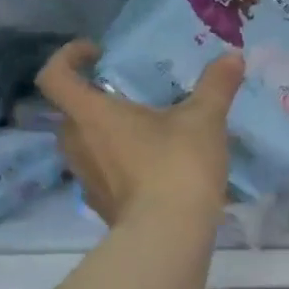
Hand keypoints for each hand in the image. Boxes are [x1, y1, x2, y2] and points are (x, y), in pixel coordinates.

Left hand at [36, 39, 242, 228]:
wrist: (169, 235)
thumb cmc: (177, 165)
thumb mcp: (204, 119)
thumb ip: (216, 85)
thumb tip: (233, 56)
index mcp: (92, 115)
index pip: (55, 76)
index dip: (68, 57)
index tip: (97, 53)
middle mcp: (78, 143)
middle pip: (70, 112)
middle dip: (95, 99)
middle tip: (131, 95)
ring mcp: (86, 178)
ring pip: (85, 144)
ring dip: (107, 132)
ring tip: (146, 131)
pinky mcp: (101, 204)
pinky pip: (102, 172)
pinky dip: (120, 163)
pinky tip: (154, 167)